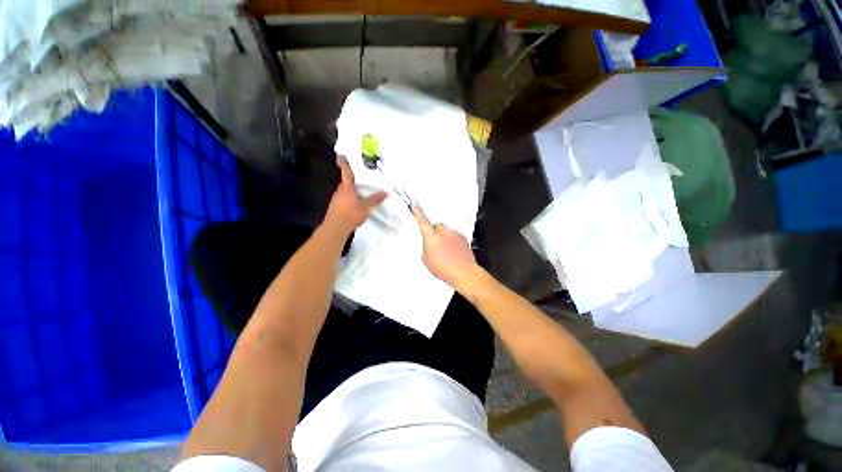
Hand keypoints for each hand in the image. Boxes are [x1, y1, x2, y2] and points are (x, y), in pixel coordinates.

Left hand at [325, 156, 387, 233]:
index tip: (341, 155)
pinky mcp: (335, 207)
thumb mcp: (366, 207)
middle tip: (359, 178)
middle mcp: (340, 191)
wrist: (336, 227)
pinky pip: (343, 199)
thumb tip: (386, 192)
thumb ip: (375, 199)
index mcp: (347, 187)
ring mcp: (336, 199)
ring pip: (344, 191)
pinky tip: (355, 204)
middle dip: (351, 180)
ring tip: (359, 192)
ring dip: (350, 190)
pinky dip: (349, 199)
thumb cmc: (351, 213)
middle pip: (345, 182)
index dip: (344, 164)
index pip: (346, 172)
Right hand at [413, 205, 478, 288]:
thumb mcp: (427, 260)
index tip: (415, 205)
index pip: (422, 221)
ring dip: (444, 238)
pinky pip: (454, 236)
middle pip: (437, 226)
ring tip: (446, 252)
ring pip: (446, 231)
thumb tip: (428, 245)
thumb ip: (426, 248)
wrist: (464, 273)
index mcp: (432, 237)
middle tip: (435, 246)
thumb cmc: (445, 269)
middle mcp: (443, 232)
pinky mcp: (463, 237)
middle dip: (435, 233)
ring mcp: (454, 234)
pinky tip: (453, 252)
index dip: (418, 212)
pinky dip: (453, 241)